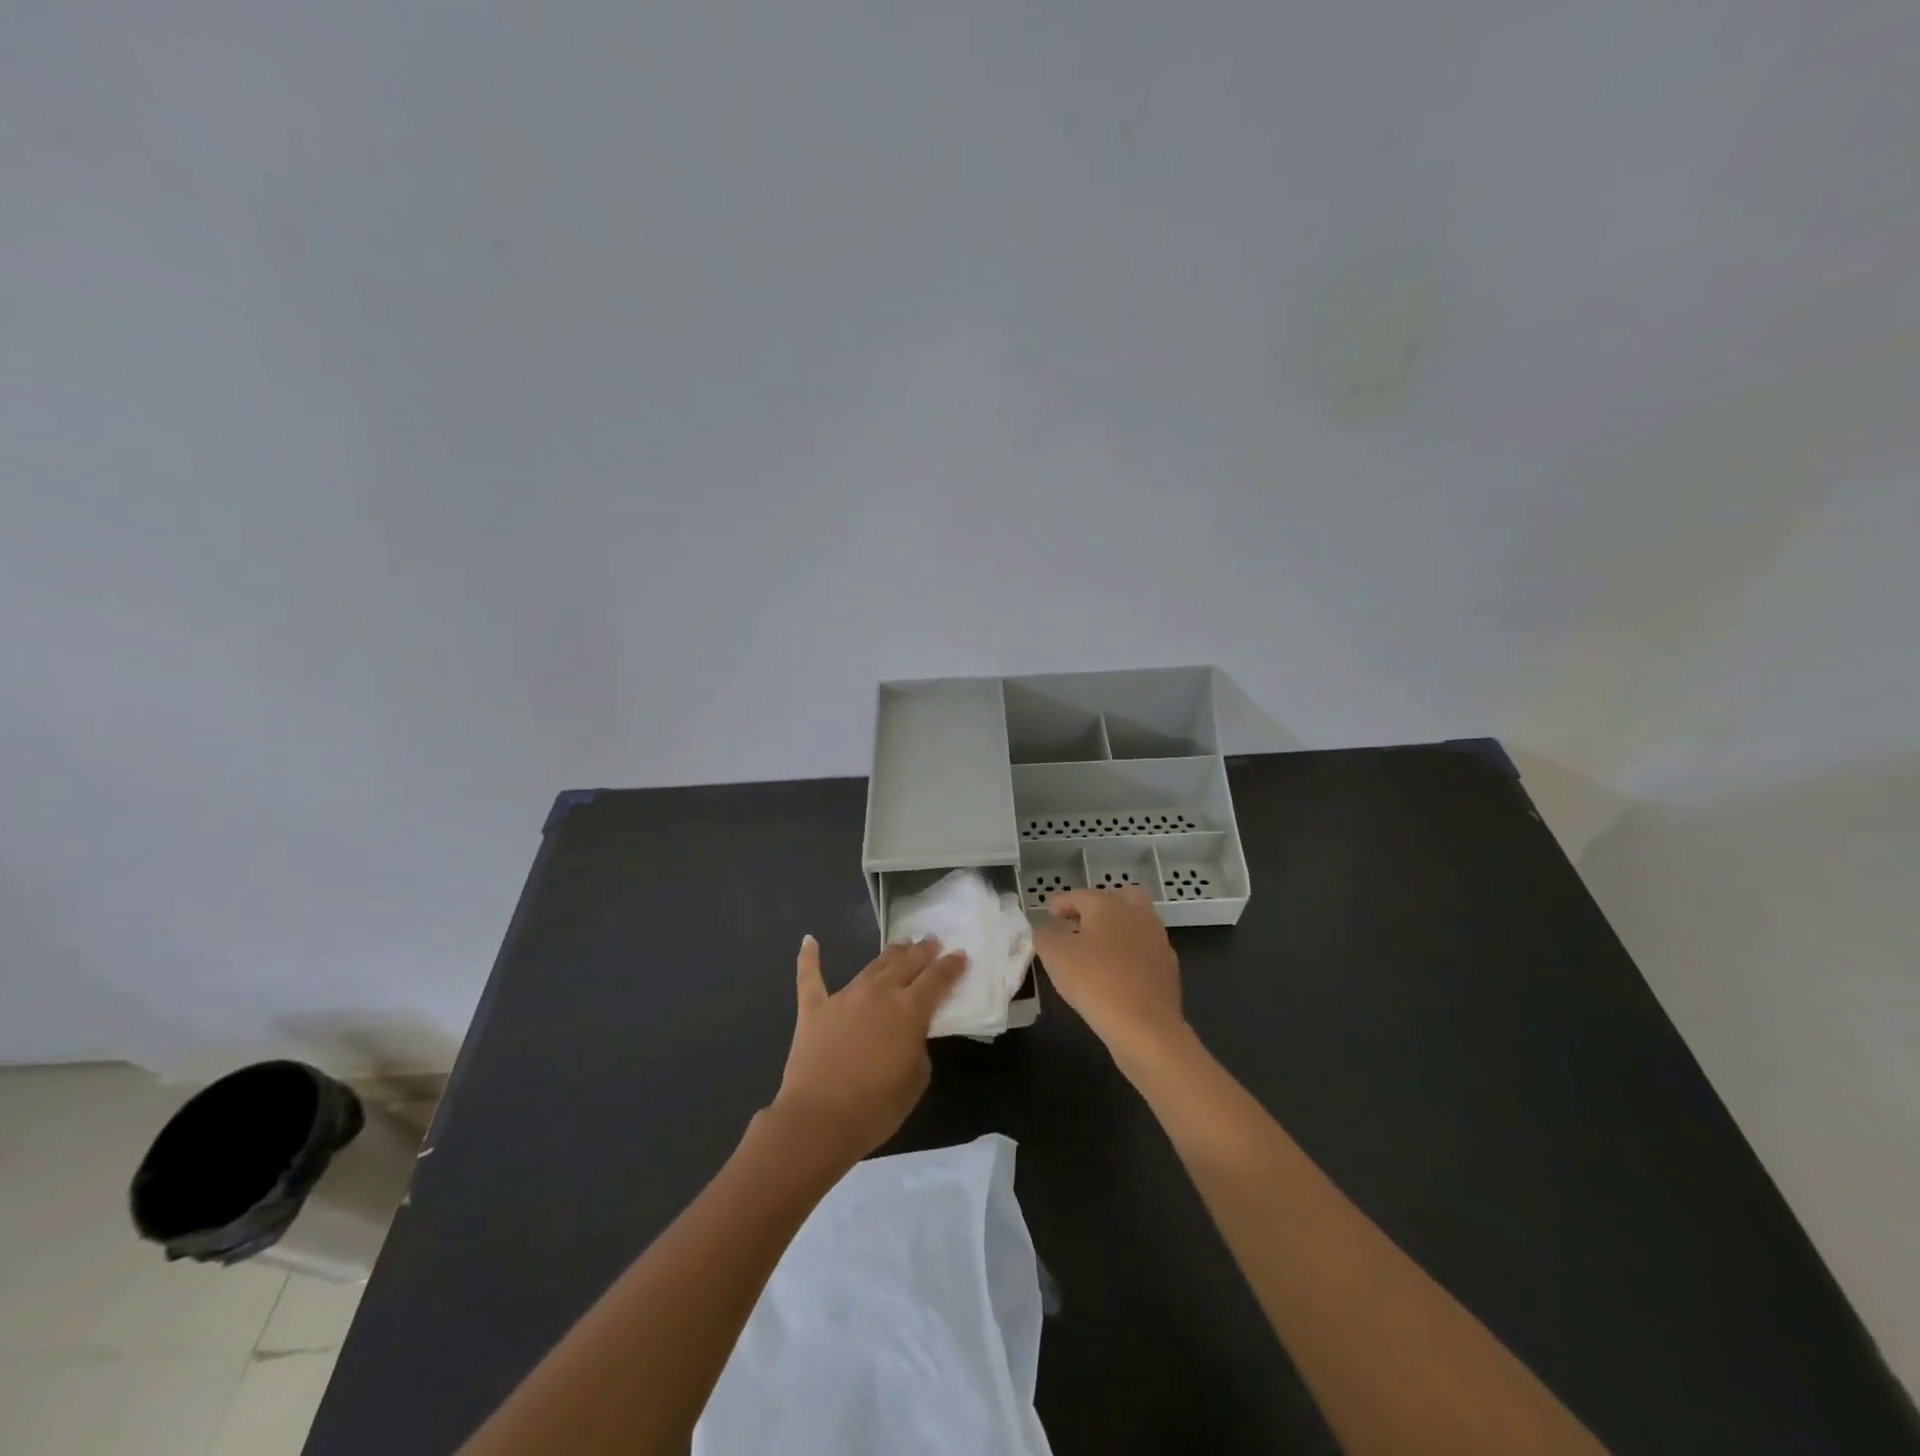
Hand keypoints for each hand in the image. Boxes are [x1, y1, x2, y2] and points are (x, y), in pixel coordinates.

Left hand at [772, 935, 967, 1165]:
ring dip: (890, 953)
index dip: (951, 965)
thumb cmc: (875, 1108)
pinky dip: (809, 958)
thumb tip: (908, 1033)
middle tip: (932, 941)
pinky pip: (810, 977)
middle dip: (922, 951)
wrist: (818, 1120)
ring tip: (901, 944)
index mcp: (909, 1010)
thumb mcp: (916, 1080)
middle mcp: (879, 993)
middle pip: (906, 963)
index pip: (937, 979)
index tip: (960, 954)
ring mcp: (844, 997)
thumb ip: (918, 1047)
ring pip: (872, 966)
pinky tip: (809, 940)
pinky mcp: (814, 1008)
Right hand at [1033, 887, 1186, 1073]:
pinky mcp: (1168, 967)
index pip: (1079, 895)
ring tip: (1095, 950)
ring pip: (1135, 923)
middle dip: (1097, 906)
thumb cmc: (1095, 982)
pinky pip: (1144, 950)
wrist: (1146, 1027)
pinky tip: (1116, 972)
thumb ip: (1045, 936)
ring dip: (1116, 929)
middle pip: (1118, 897)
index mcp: (1108, 905)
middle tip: (1078, 923)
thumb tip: (1047, 930)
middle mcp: (1137, 914)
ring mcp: (1157, 940)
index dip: (1060, 904)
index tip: (1048, 915)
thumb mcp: (1055, 956)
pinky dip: (1129, 954)